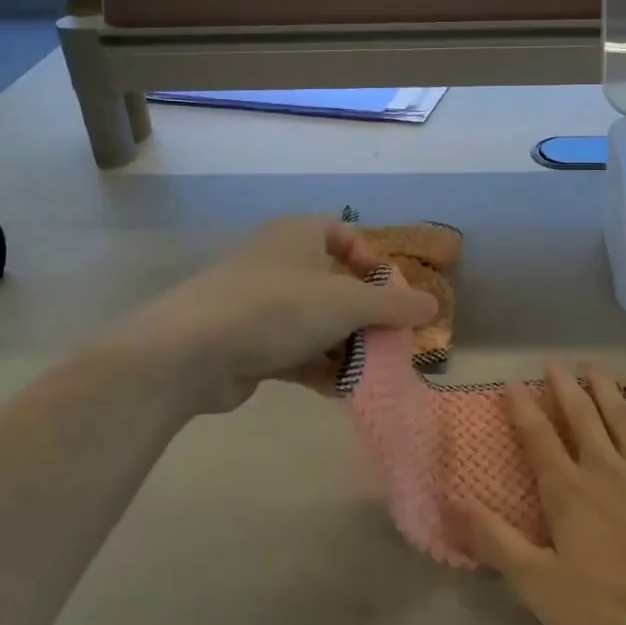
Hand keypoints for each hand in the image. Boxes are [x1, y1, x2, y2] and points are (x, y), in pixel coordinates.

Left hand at [110, 216, 436, 415]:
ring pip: (316, 322)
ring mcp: (260, 304)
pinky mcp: (247, 342)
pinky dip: (318, 367)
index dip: (370, 259)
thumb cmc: (278, 307)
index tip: (388, 291)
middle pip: (334, 284)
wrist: (192, 351)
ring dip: (345, 347)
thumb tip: (432, 306)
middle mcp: (279, 262)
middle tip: (389, 342)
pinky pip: (294, 350)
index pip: (342, 233)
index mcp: (299, 235)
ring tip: (371, 373)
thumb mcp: (348, 302)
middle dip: (364, 315)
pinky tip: (340, 391)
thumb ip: (394, 305)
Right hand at [459, 363, 625, 624]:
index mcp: (568, 491)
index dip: (522, 408)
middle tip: (552, 362)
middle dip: (564, 386)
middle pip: (581, 416)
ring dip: (604, 386)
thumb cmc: (614, 609)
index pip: (539, 438)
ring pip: (620, 415)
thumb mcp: (542, 587)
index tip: (510, 381)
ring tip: (591, 364)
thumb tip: (453, 502)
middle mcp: (604, 467)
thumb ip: (497, 543)